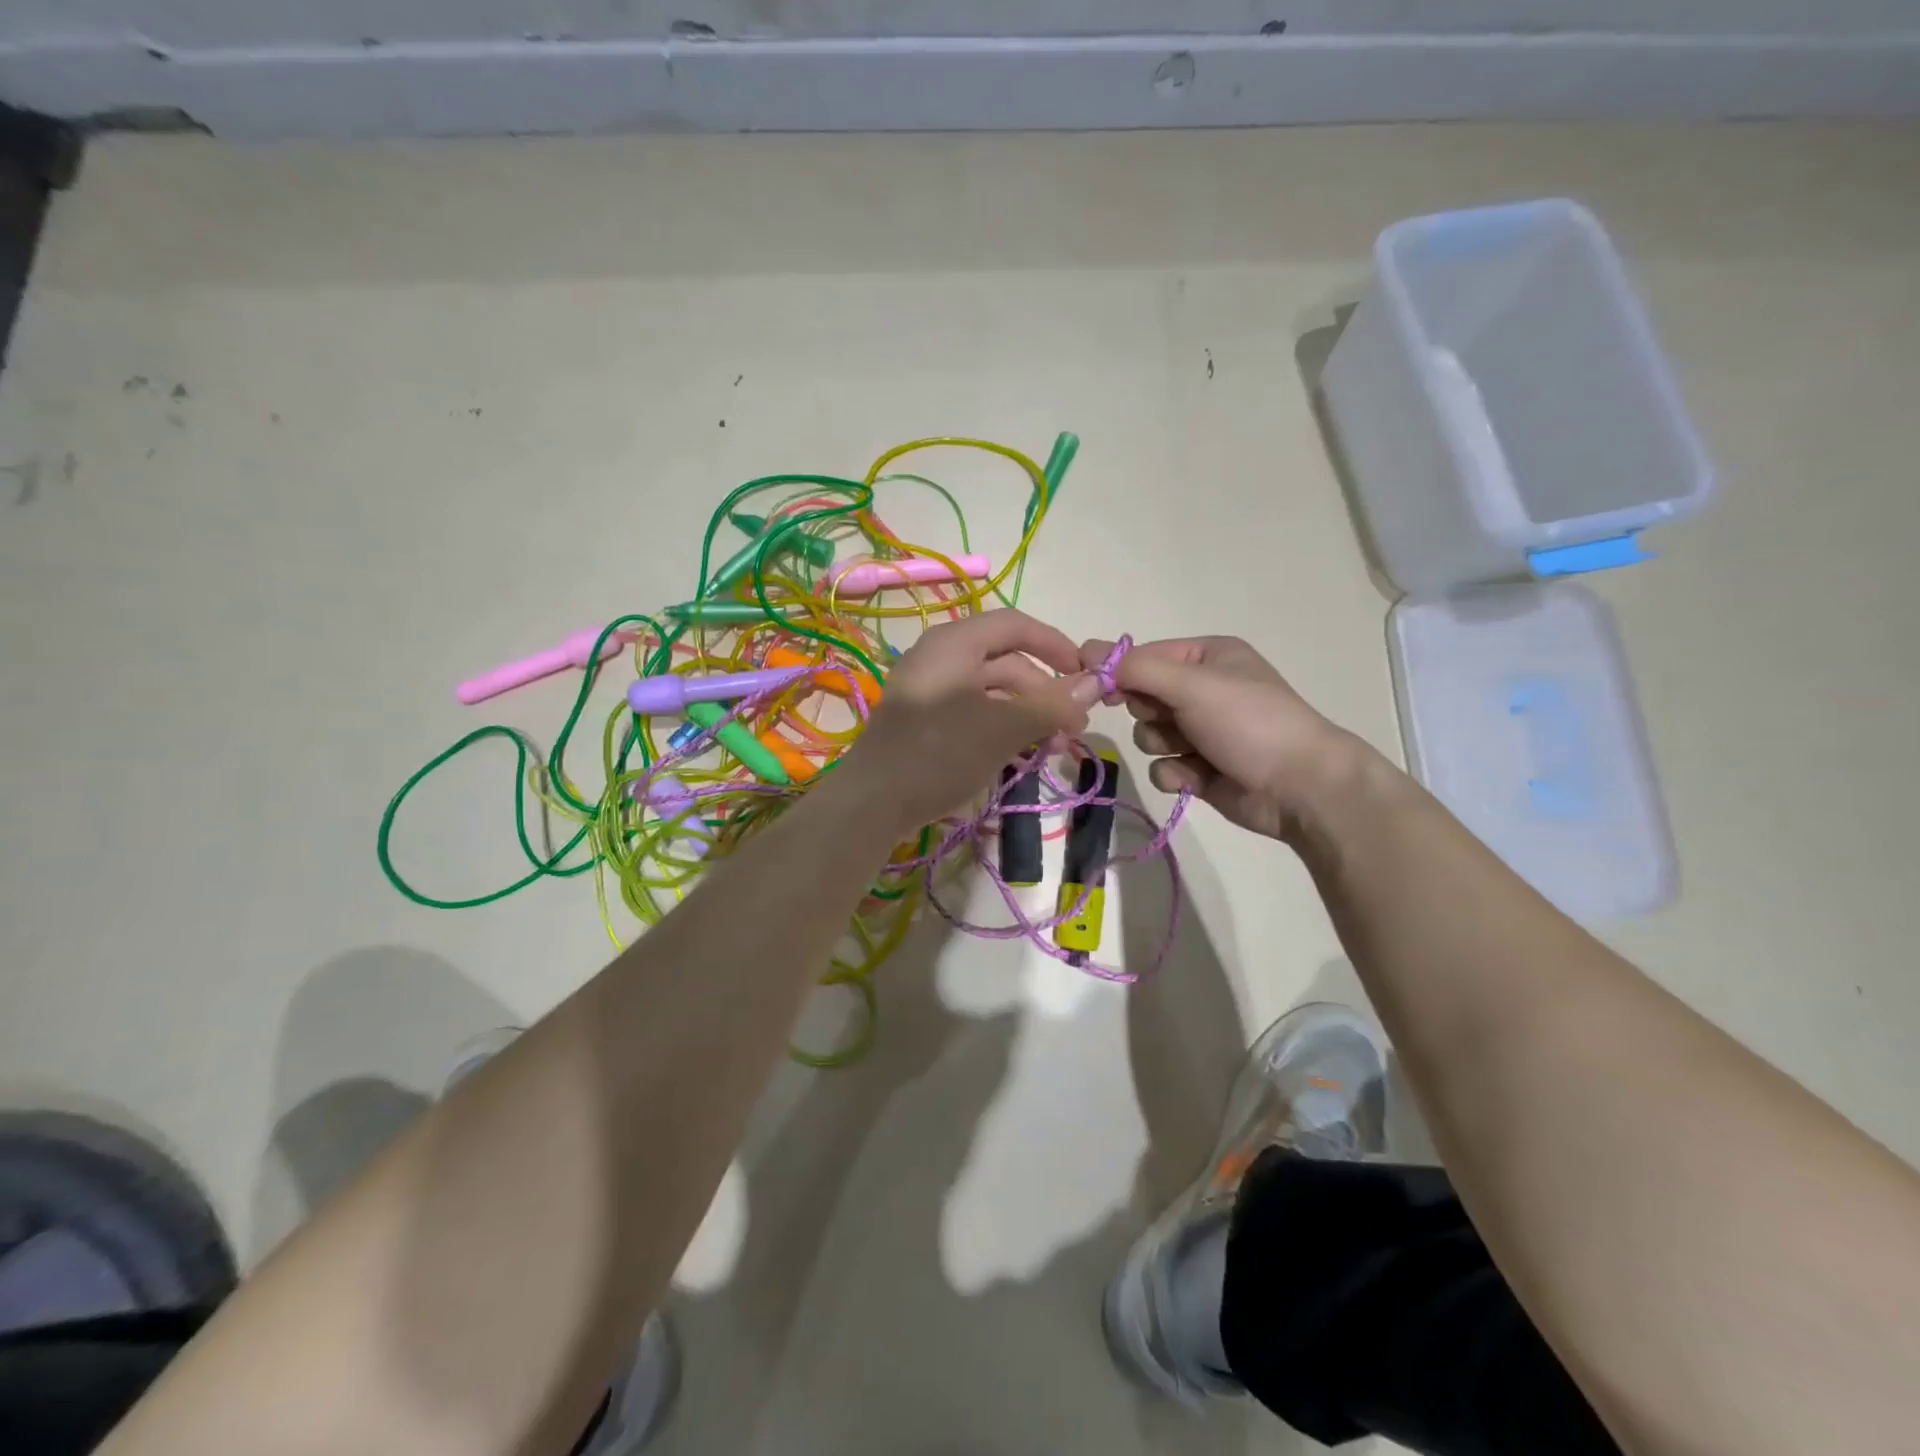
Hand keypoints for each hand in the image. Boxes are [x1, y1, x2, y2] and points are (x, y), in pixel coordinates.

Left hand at [842, 610, 1102, 832]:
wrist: (872, 804)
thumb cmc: (940, 753)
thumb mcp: (1003, 728)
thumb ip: (1050, 704)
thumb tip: (1096, 684)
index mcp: (955, 643)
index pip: (1015, 625)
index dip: (1055, 645)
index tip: (1086, 675)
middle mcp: (940, 658)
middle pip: (1005, 661)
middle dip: (1044, 692)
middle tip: (1073, 728)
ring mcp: (929, 690)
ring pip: (991, 692)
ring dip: (1026, 715)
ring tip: (1053, 747)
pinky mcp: (923, 722)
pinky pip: (972, 713)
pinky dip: (1000, 728)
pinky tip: (1020, 755)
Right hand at [1080, 635, 1359, 841]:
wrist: (1300, 787)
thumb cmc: (1249, 722)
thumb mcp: (1192, 684)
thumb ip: (1136, 669)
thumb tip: (1086, 649)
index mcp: (1207, 656)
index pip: (1143, 656)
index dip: (1116, 672)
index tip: (1090, 686)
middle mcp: (1202, 689)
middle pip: (1141, 697)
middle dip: (1149, 712)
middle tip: (1171, 719)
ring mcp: (1201, 731)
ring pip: (1147, 734)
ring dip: (1162, 745)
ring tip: (1193, 752)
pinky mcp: (1199, 768)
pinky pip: (1162, 767)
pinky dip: (1175, 774)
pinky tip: (1197, 778)